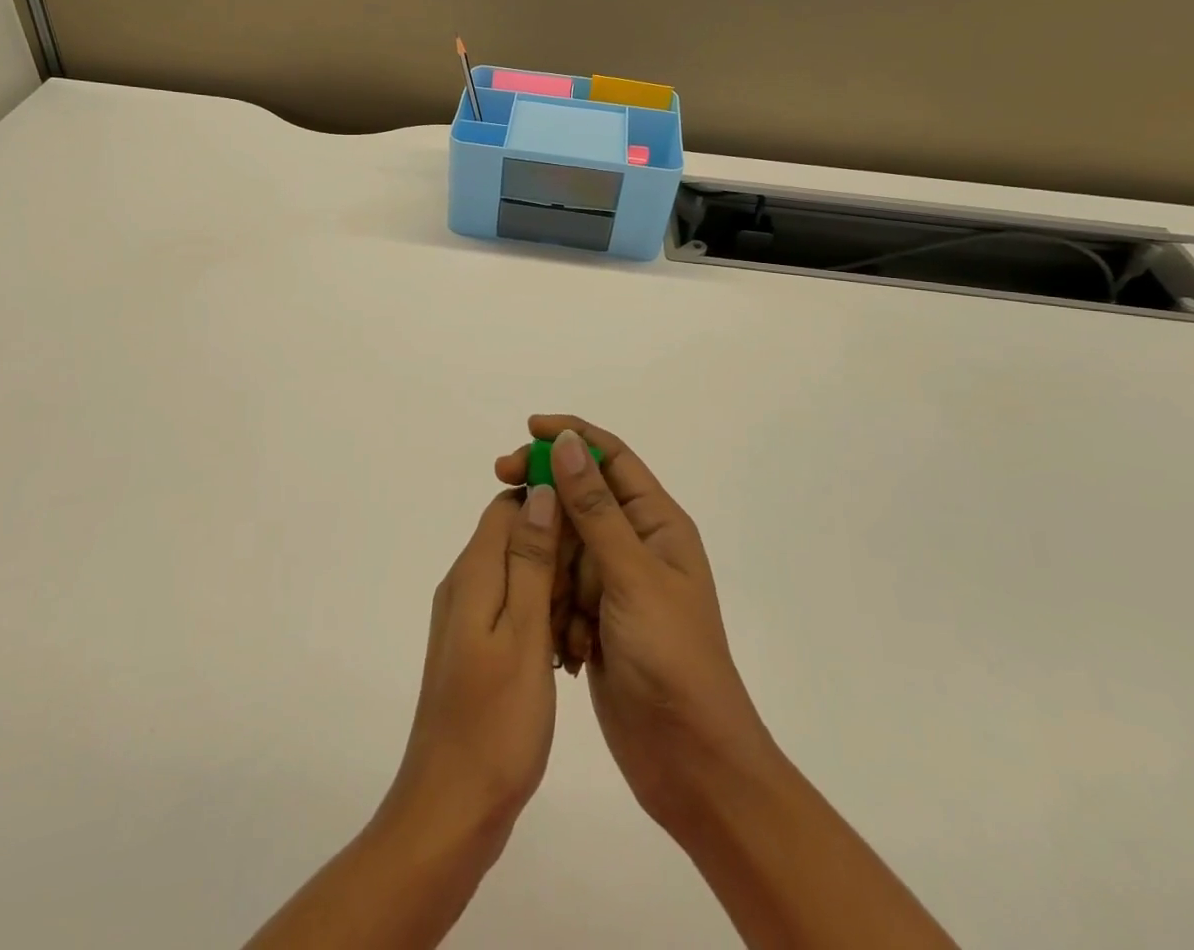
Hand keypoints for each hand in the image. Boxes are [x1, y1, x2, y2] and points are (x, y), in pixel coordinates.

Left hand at [374, 484, 562, 862]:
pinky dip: (541, 614)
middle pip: (513, 536)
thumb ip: (530, 561)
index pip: (507, 505)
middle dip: (556, 547)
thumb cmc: (496, 723)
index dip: (548, 503)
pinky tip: (566, 647)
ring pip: (517, 573)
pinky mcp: (475, 647)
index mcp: (472, 573)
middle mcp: (464, 585)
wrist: (451, 809)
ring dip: (552, 584)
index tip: (590, 525)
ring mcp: (467, 618)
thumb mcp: (523, 634)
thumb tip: (540, 492)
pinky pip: (513, 608)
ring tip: (585, 619)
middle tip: (592, 584)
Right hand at [497, 417, 775, 837]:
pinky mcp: (596, 619)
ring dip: (546, 561)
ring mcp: (614, 584)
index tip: (528, 430)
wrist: (691, 763)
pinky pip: (559, 588)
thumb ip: (595, 509)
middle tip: (501, 484)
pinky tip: (554, 632)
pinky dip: (549, 601)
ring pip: (563, 546)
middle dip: (544, 495)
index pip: (611, 458)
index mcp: (657, 524)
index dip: (572, 436)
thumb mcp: (632, 575)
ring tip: (540, 588)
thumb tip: (567, 443)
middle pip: (580, 498)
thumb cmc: (672, 658)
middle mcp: (636, 545)